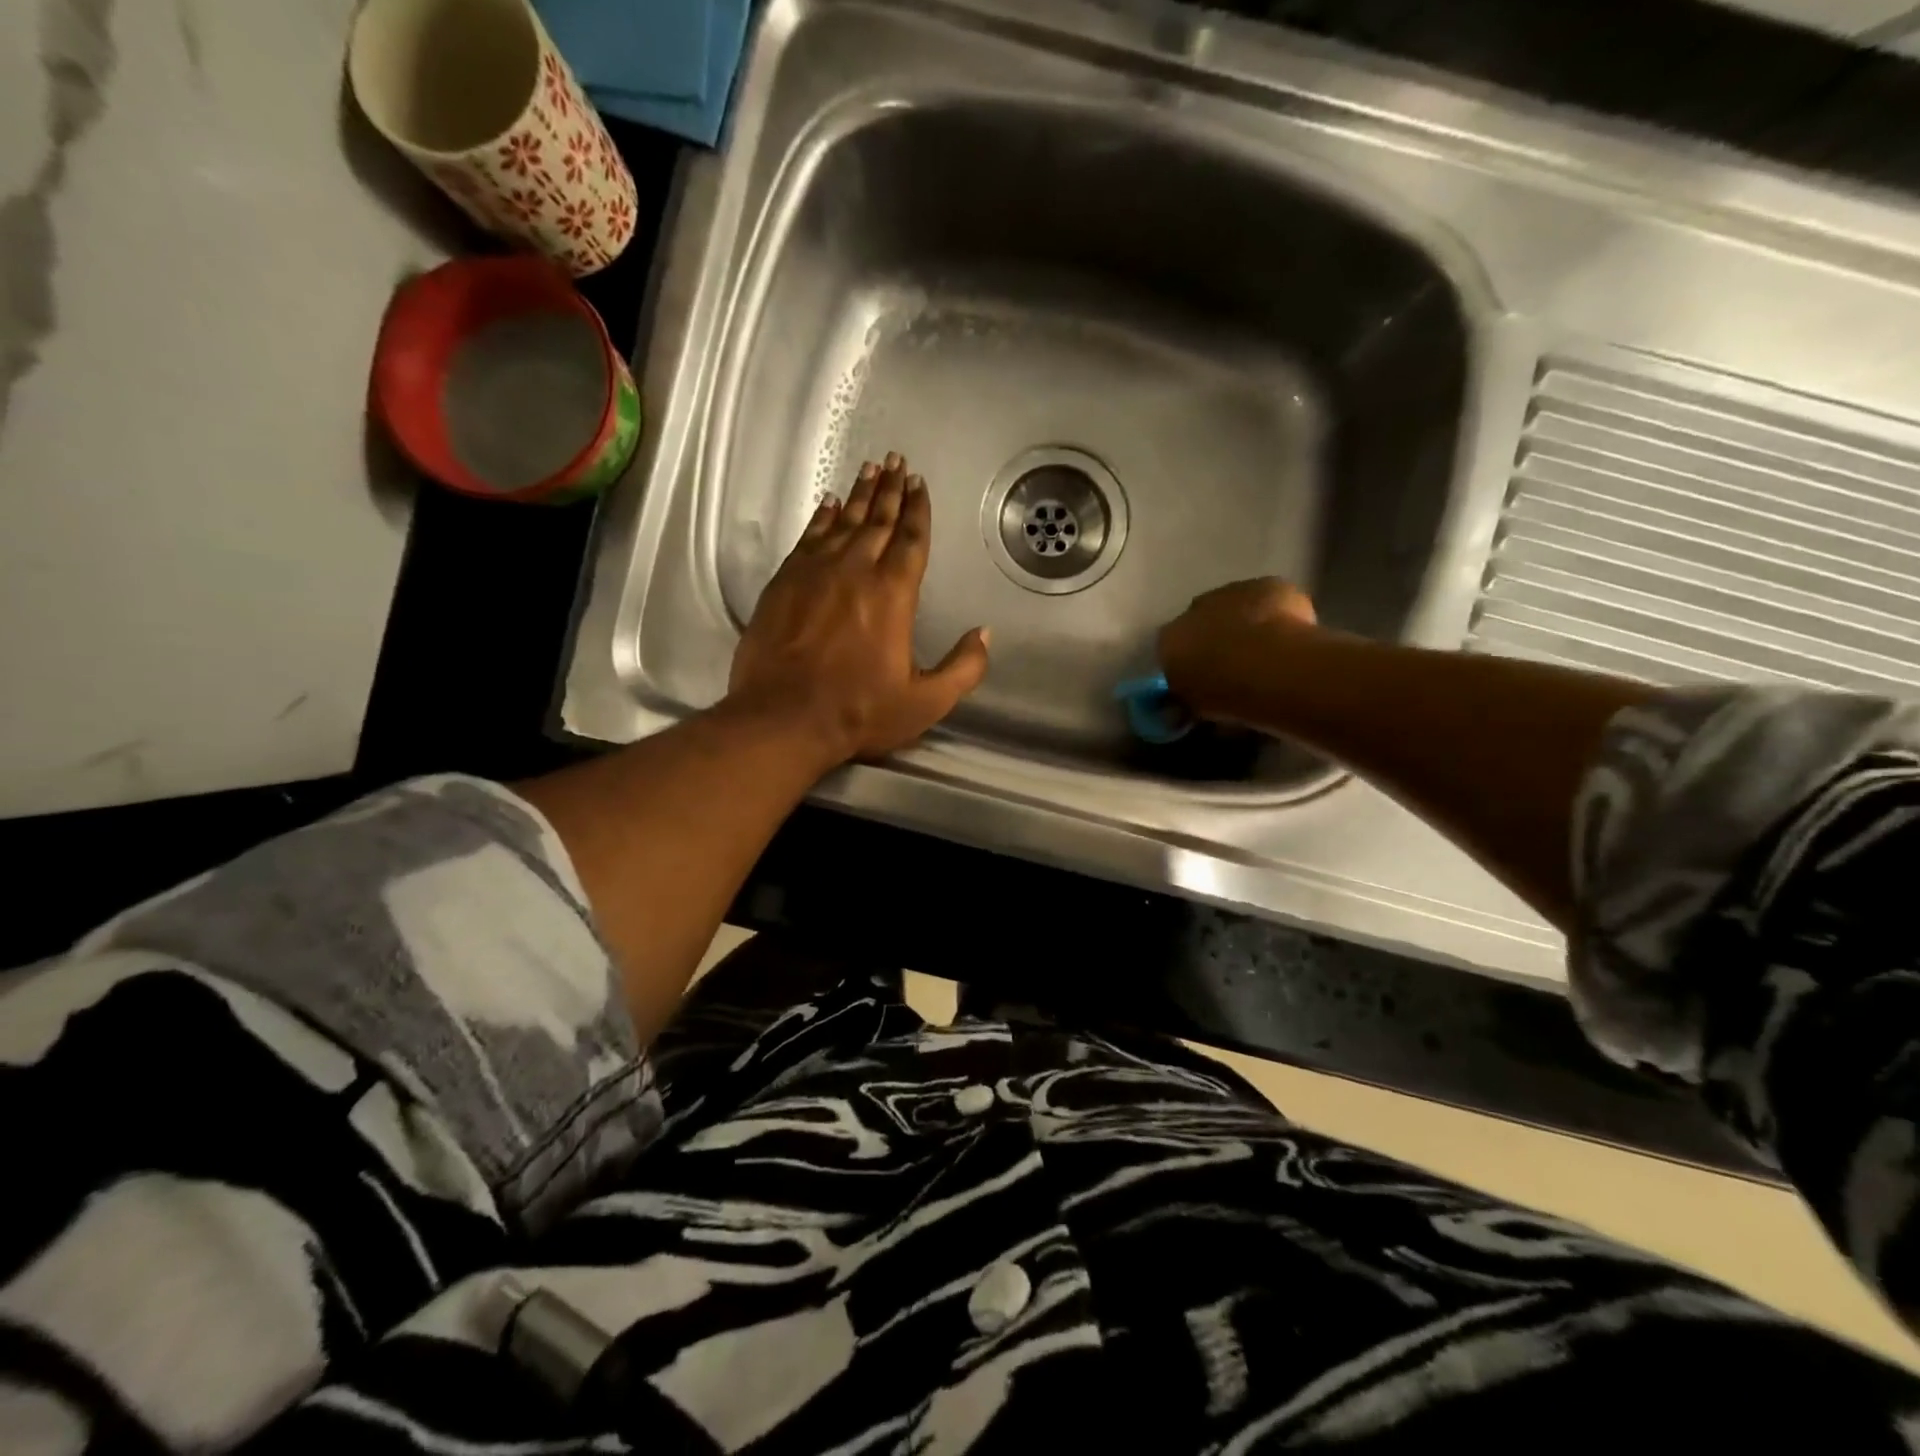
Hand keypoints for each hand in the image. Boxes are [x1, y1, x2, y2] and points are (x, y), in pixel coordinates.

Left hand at [728, 453, 990, 764]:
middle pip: (877, 520)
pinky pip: (808, 537)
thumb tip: (984, 634)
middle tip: (897, 461)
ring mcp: (814, 572)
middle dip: (890, 490)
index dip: (918, 510)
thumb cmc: (858, 712)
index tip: (920, 484)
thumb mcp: (925, 702)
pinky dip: (821, 517)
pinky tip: (828, 504)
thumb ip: (963, 668)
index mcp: (892, 594)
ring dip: (859, 494)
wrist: (782, 718)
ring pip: (842, 521)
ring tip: (869, 469)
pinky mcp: (784, 582)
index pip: (911, 541)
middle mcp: (855, 571)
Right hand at [1159, 578, 1316, 722]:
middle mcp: (1192, 610)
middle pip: (1202, 621)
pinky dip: (1278, 612)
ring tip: (1267, 650)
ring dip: (1246, 622)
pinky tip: (1290, 635)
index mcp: (1169, 641)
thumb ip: (1190, 699)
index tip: (1205, 679)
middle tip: (1236, 665)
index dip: (1191, 663)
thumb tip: (1188, 704)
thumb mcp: (1197, 708)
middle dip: (1216, 638)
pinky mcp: (1267, 585)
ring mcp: (1231, 592)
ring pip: (1236, 606)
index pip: (1173, 649)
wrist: (1268, 667)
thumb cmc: (1225, 694)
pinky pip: (1270, 599)